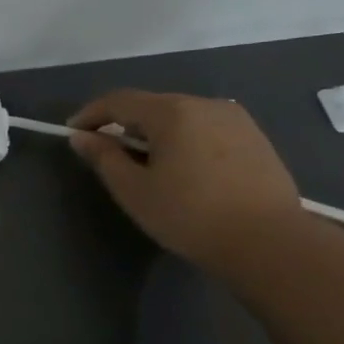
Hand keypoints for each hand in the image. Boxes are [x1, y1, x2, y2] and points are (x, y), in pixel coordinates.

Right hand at [67, 90, 307, 270]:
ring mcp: (235, 119)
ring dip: (156, 132)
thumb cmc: (190, 215)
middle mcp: (205, 104)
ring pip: (181, 116)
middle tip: (108, 152)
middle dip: (124, 124)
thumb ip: (104, 157)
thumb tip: (81, 136)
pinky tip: (182, 169)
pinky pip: (205, 128)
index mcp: (172, 112)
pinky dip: (184, 140)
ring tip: (146, 164)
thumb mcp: (133, 190)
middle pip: (151, 105)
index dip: (91, 114)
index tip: (73, 133)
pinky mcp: (255, 138)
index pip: (119, 100)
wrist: (269, 243)